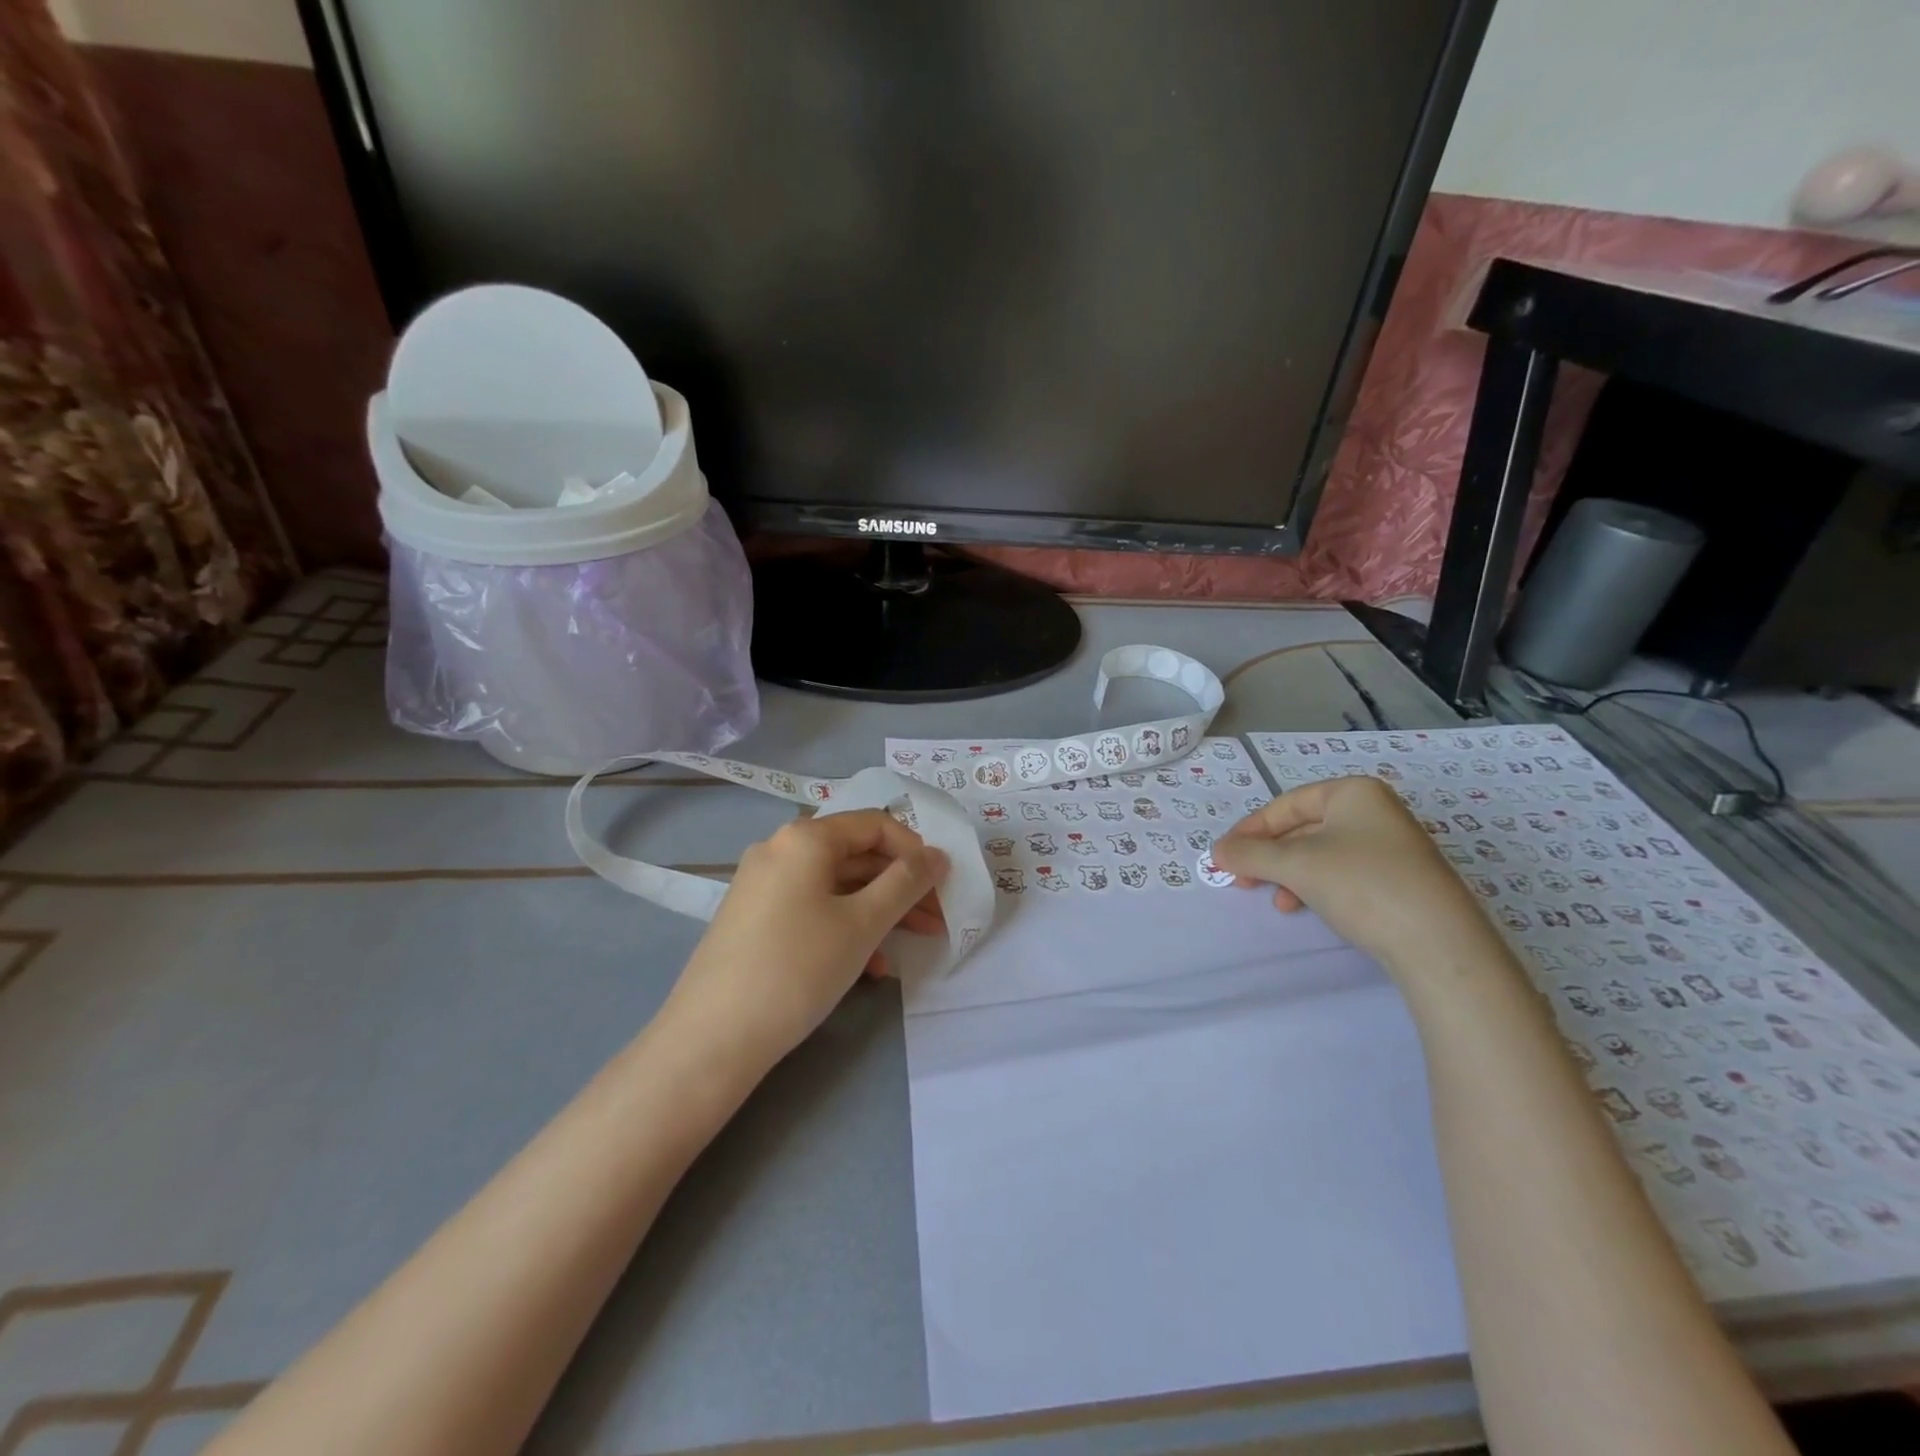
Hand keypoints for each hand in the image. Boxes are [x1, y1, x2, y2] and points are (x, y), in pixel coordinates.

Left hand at [661, 811, 947, 1074]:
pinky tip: (868, 966)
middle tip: (936, 919)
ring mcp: (762, 884)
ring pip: (836, 885)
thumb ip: (906, 883)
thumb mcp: (863, 923)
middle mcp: (780, 849)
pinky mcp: (754, 917)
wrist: (712, 1038)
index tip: (942, 886)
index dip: (916, 851)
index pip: (876, 824)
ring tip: (910, 944)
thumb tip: (938, 855)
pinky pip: (812, 907)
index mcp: (805, 837)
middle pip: (856, 854)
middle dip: (900, 885)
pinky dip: (845, 926)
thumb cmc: (797, 968)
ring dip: (878, 909)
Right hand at [1210, 774, 1502, 981]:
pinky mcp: (1400, 880)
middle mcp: (1375, 811)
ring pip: (1320, 854)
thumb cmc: (1362, 884)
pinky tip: (1305, 908)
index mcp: (1353, 792)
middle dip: (1269, 856)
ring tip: (1277, 902)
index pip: (1286, 805)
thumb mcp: (1295, 864)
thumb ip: (1249, 854)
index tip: (1224, 857)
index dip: (1250, 830)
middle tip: (1241, 881)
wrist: (1438, 944)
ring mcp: (1391, 846)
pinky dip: (1316, 886)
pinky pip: (1343, 873)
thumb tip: (1217, 851)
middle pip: (1302, 829)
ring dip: (1289, 875)